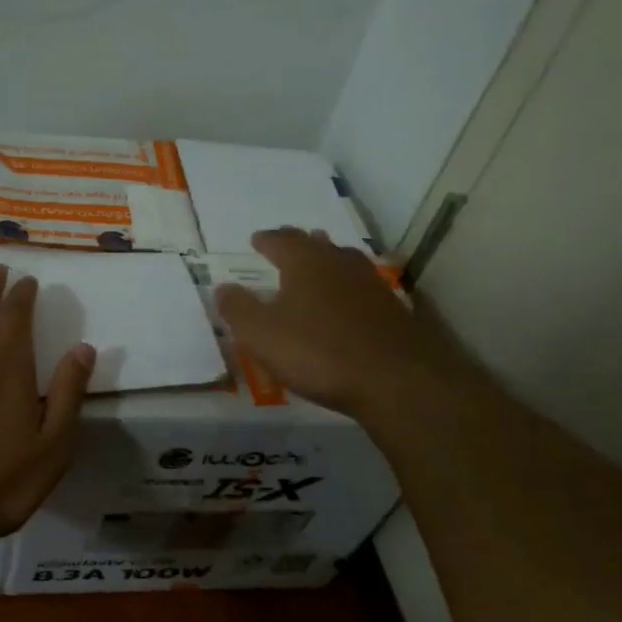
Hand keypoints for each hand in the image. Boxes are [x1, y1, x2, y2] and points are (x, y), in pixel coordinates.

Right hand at [214, 228, 466, 420]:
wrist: (397, 381)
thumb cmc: (318, 352)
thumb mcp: (261, 335)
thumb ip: (238, 309)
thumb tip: (223, 287)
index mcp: (305, 262)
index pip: (281, 240)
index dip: (266, 240)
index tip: (256, 240)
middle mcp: (339, 263)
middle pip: (316, 244)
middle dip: (298, 243)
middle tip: (285, 244)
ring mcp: (371, 285)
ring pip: (343, 262)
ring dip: (326, 262)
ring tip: (316, 266)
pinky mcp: (392, 310)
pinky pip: (360, 288)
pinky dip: (346, 289)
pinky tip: (345, 302)